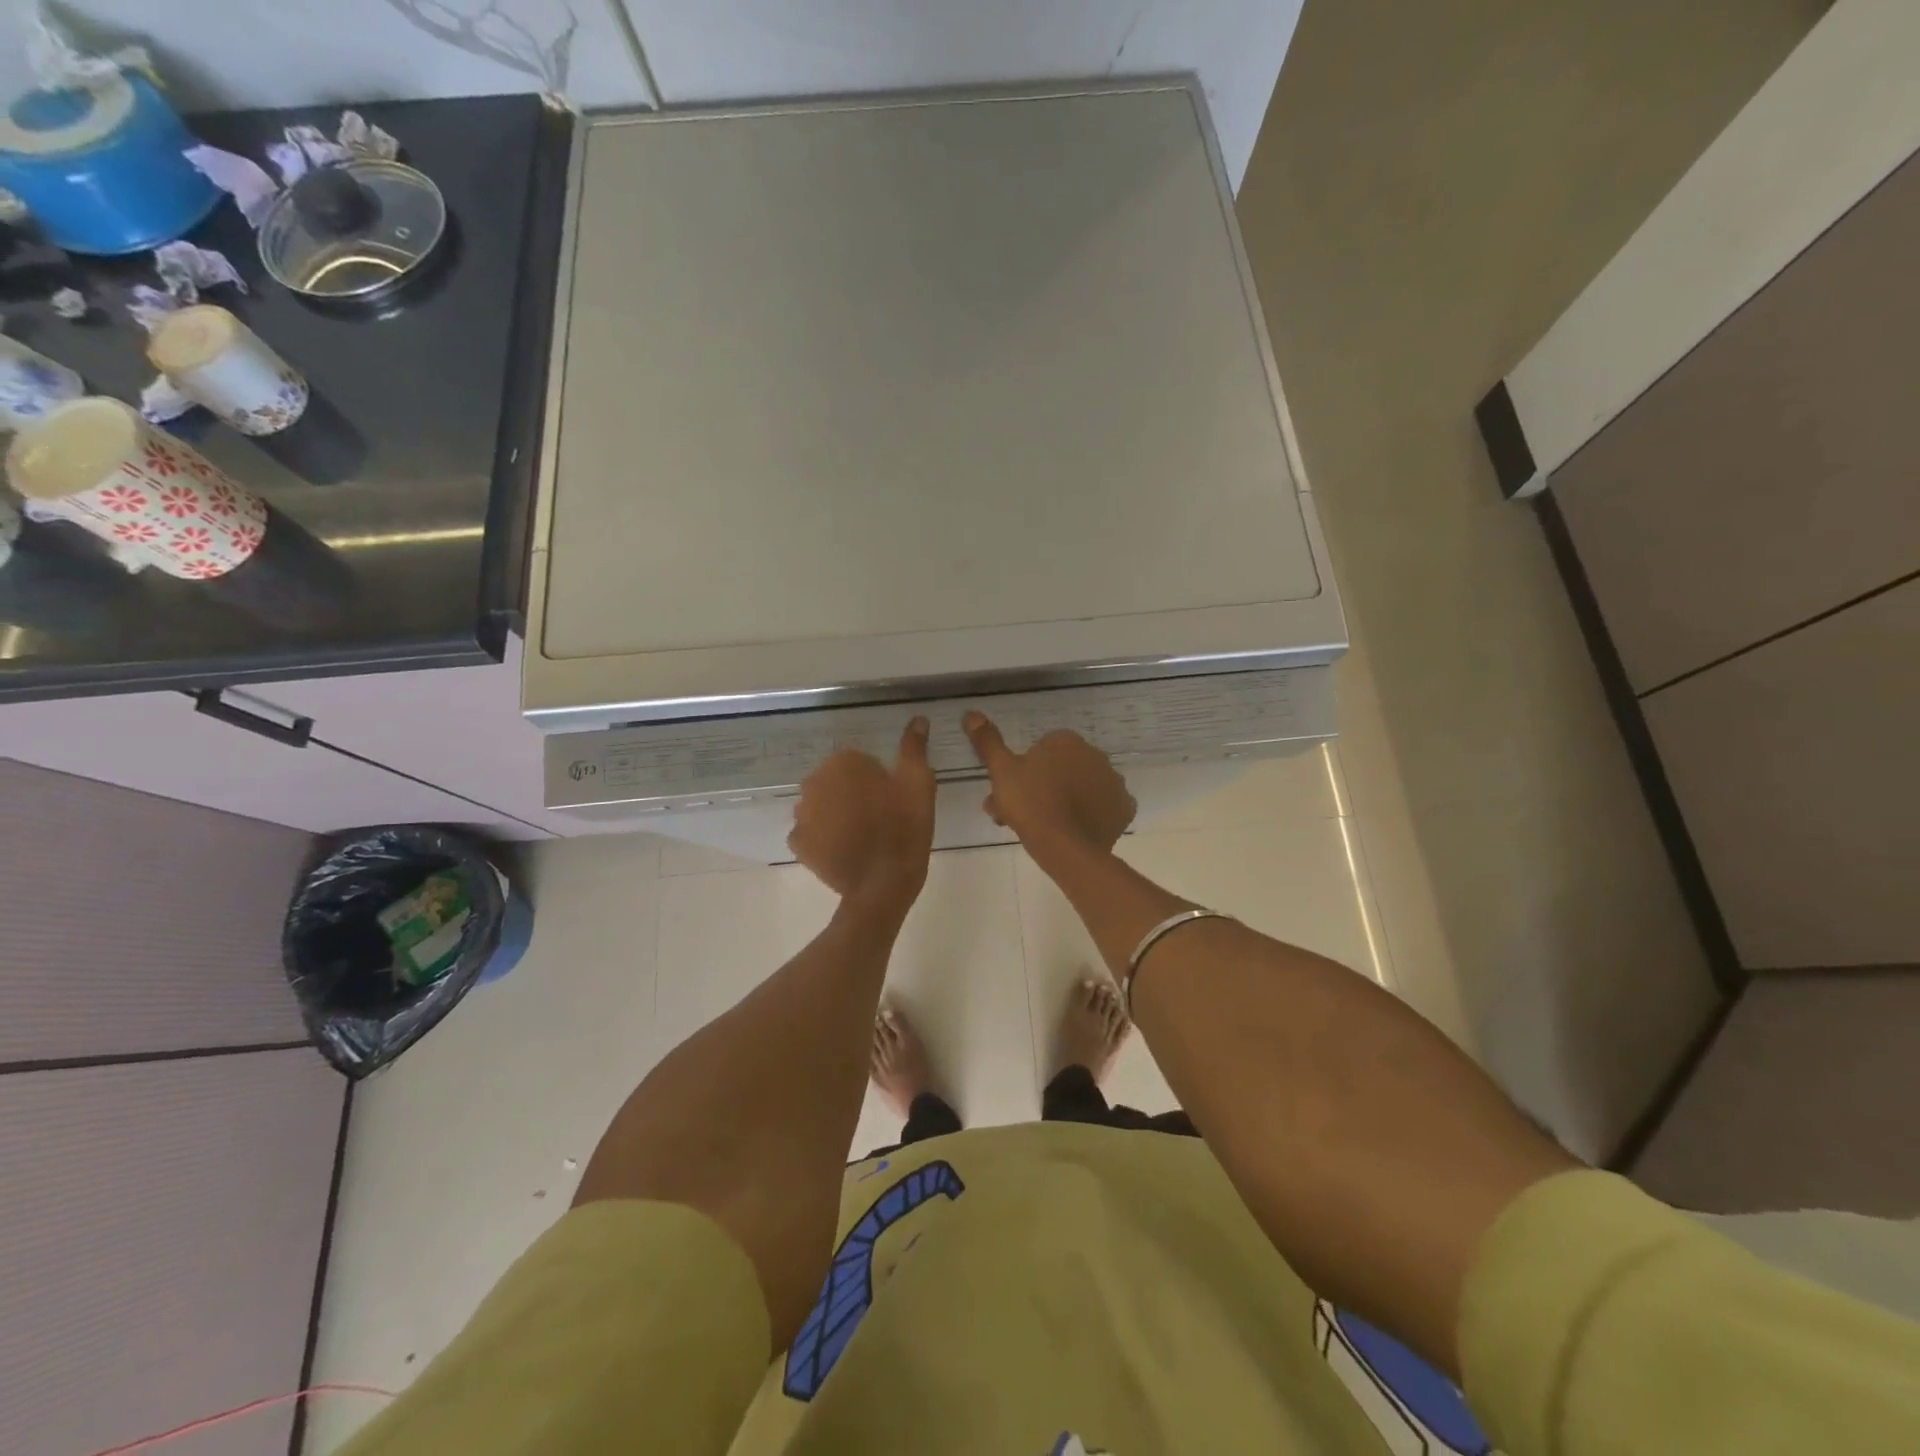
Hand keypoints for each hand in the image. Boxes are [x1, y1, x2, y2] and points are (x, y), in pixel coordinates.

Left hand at [788, 718, 936, 910]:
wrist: (883, 883)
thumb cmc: (905, 827)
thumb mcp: (919, 783)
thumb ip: (914, 748)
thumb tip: (917, 718)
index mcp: (843, 762)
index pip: (859, 763)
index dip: (878, 781)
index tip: (893, 800)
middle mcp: (814, 781)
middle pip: (836, 782)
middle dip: (853, 795)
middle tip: (881, 818)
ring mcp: (802, 814)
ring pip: (821, 806)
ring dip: (836, 814)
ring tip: (863, 837)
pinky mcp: (798, 843)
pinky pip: (811, 833)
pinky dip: (823, 838)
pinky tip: (844, 850)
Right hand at [963, 711, 1134, 865]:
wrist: (1065, 846)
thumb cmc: (1030, 804)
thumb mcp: (1001, 771)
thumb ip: (988, 742)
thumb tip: (971, 713)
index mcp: (1066, 741)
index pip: (1042, 750)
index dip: (1025, 771)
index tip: (1012, 793)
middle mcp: (1095, 754)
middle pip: (1063, 769)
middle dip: (1043, 787)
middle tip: (1022, 814)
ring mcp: (1113, 781)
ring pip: (1083, 787)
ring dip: (1067, 800)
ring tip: (1046, 827)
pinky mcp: (1124, 808)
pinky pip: (1104, 807)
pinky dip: (1092, 815)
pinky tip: (1074, 830)